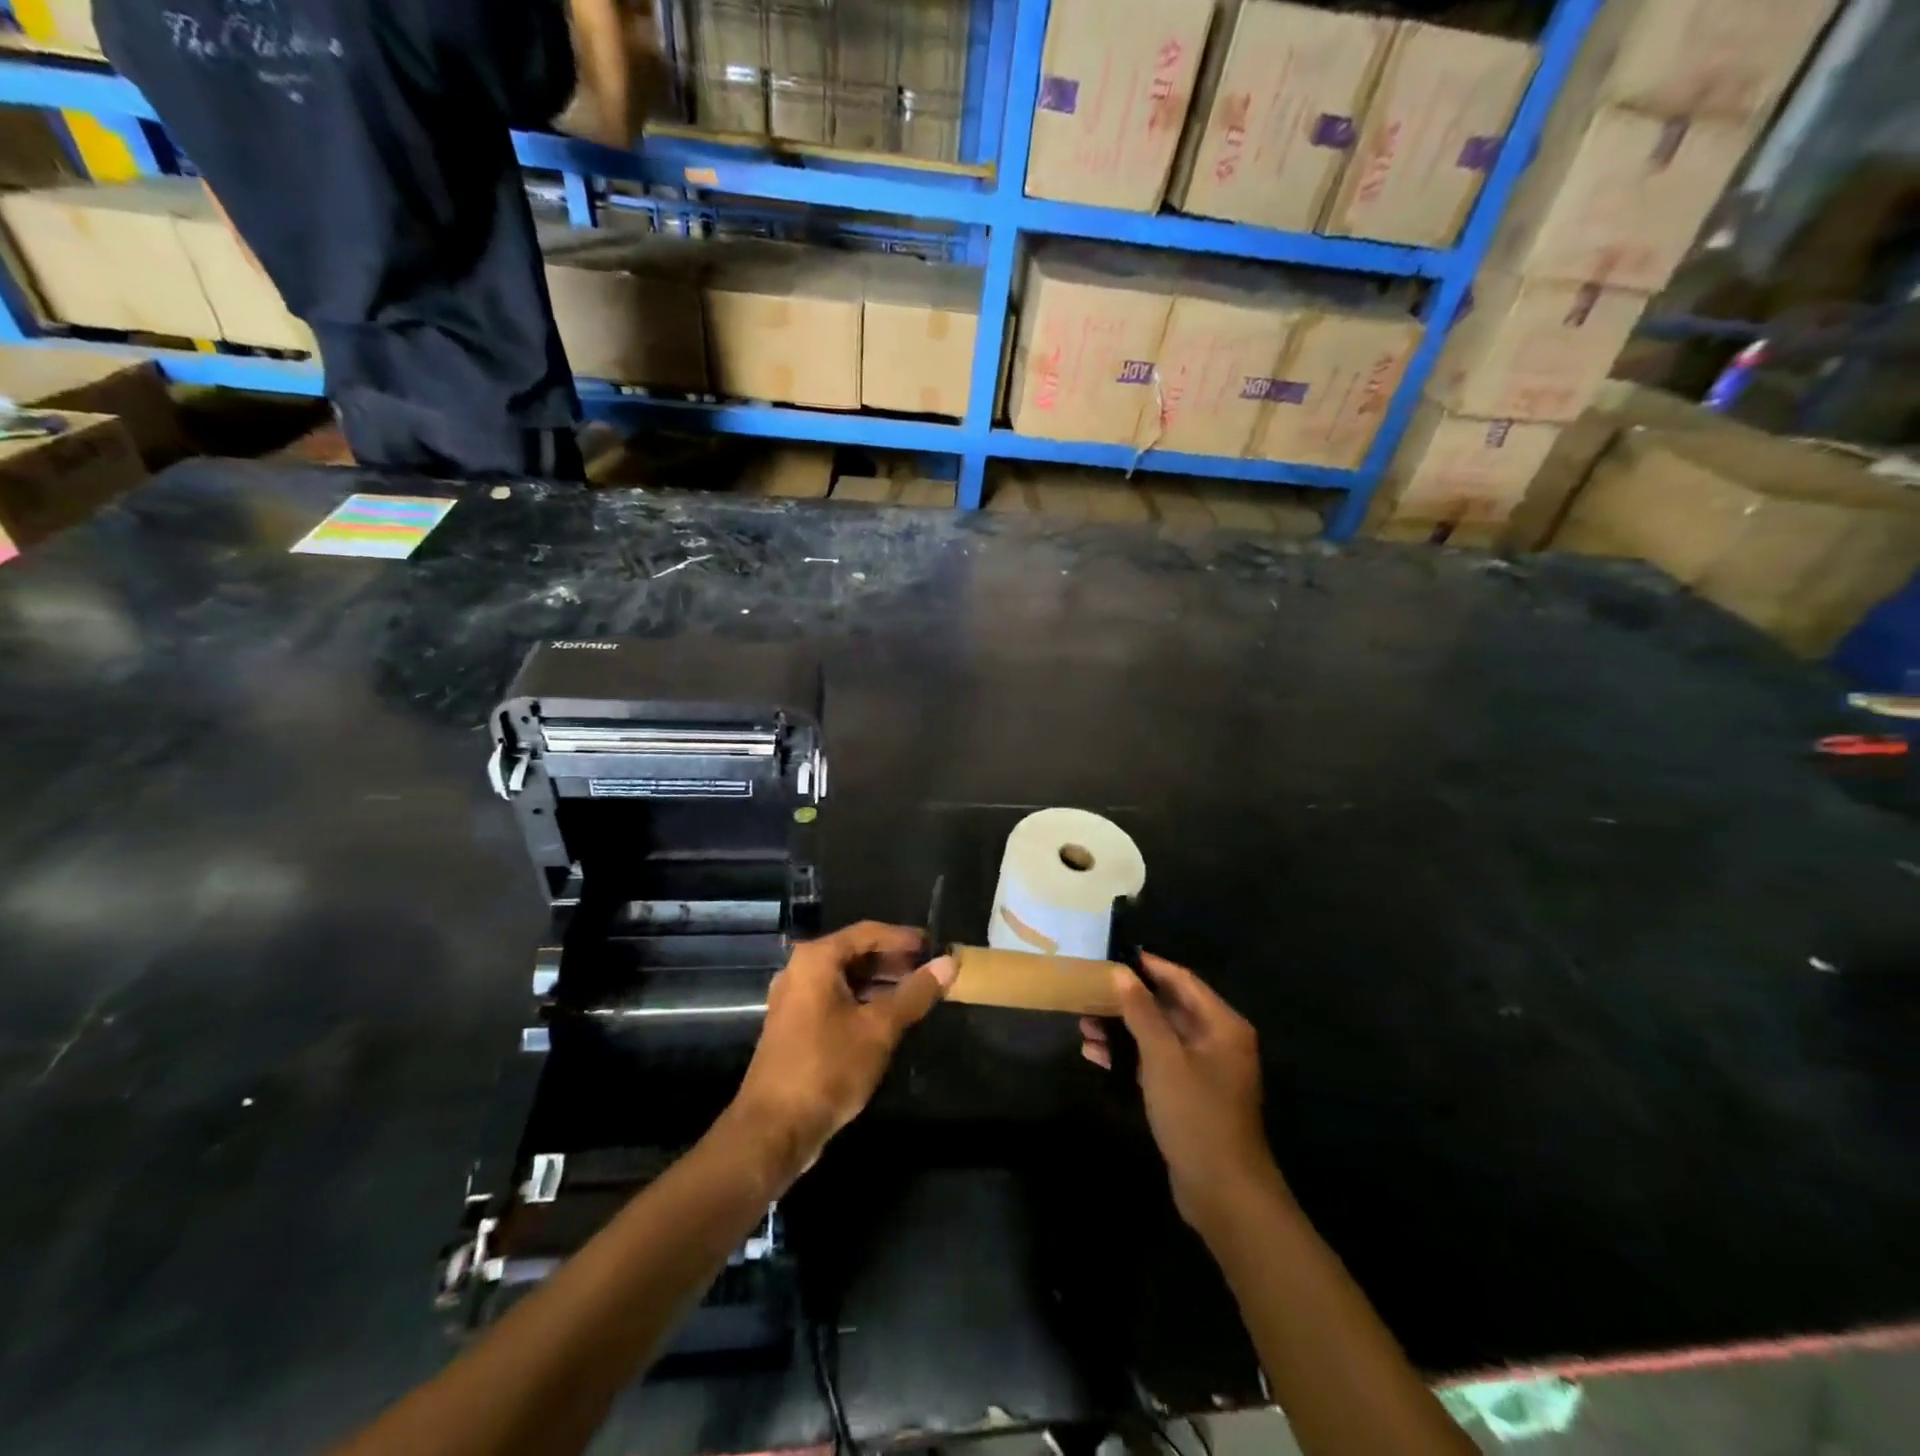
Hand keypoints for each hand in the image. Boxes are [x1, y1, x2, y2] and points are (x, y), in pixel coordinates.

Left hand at [729, 922, 954, 1184]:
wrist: (773, 1129)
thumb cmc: (828, 1067)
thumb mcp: (879, 1028)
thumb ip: (915, 993)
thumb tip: (949, 963)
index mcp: (816, 960)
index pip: (868, 932)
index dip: (903, 938)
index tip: (934, 945)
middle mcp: (800, 971)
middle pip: (854, 953)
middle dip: (893, 961)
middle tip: (929, 970)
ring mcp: (794, 1000)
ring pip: (845, 979)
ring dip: (880, 983)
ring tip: (916, 993)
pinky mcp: (794, 1026)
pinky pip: (835, 1000)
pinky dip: (862, 1001)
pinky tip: (888, 1018)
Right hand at [1080, 953, 1279, 1230]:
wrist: (1223, 1192)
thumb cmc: (1196, 1114)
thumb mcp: (1164, 1057)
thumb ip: (1142, 1012)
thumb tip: (1121, 973)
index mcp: (1222, 1025)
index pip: (1183, 980)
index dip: (1150, 966)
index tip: (1115, 956)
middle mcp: (1217, 1041)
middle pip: (1169, 1008)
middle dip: (1128, 1001)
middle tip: (1090, 992)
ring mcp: (1203, 1070)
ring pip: (1158, 1036)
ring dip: (1123, 1030)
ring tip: (1084, 1025)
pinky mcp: (1189, 1095)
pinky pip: (1156, 1062)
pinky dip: (1130, 1056)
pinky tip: (1096, 1055)